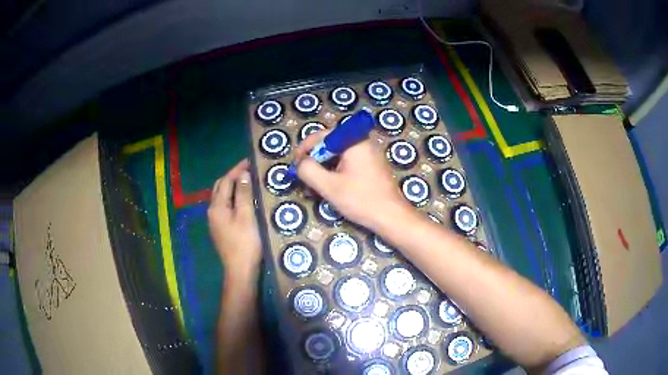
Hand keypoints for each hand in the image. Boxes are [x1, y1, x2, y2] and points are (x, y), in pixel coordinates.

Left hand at [208, 159, 261, 279]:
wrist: (240, 271)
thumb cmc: (245, 243)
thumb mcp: (247, 216)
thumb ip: (244, 194)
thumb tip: (243, 175)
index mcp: (217, 207)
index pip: (225, 181)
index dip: (237, 170)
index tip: (250, 161)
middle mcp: (212, 211)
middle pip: (220, 187)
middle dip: (232, 176)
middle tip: (248, 171)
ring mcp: (215, 221)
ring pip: (221, 197)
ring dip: (232, 187)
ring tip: (247, 183)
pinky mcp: (220, 229)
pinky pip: (224, 206)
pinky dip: (232, 198)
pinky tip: (243, 201)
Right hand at [294, 131, 413, 230]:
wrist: (391, 216)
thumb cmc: (361, 199)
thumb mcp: (329, 186)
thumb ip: (308, 170)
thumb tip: (300, 163)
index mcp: (353, 141)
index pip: (322, 136)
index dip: (305, 148)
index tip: (296, 165)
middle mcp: (362, 142)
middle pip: (330, 145)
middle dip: (314, 160)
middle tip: (304, 177)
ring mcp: (369, 154)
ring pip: (338, 155)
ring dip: (324, 168)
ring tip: (315, 186)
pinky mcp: (372, 166)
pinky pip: (348, 163)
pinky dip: (336, 172)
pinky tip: (331, 188)